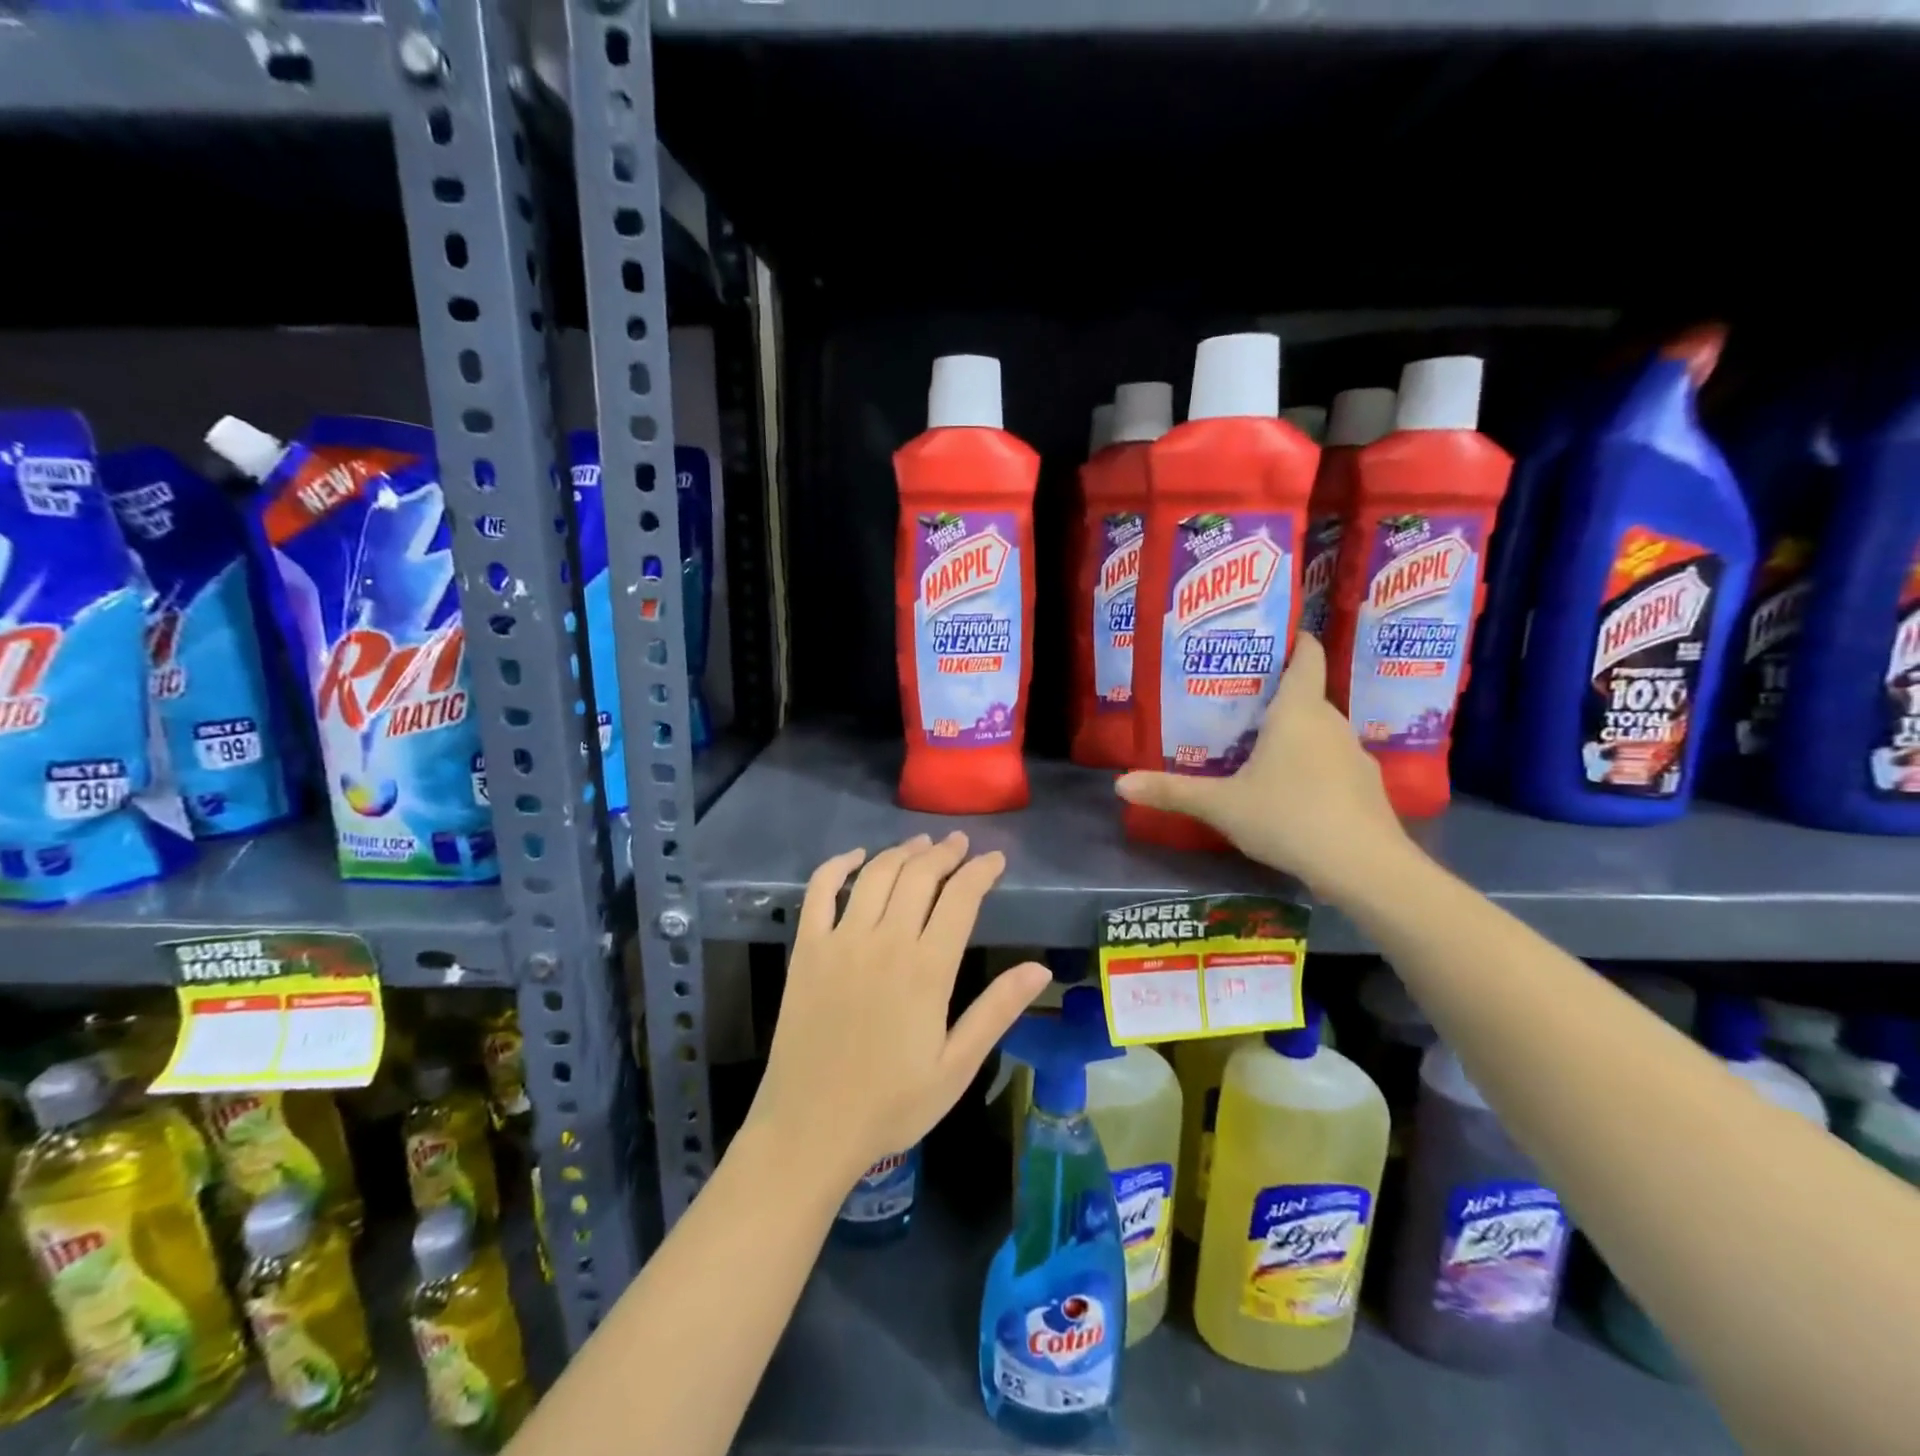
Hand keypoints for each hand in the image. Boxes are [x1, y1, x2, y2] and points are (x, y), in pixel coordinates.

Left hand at [747, 833, 1050, 1183]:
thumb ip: (996, 1010)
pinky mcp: (806, 949)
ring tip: (922, 844)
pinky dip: (838, 866)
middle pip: (918, 875)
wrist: (810, 1129)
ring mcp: (840, 941)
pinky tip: (856, 857)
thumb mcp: (957, 1066)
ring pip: (876, 875)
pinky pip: (819, 891)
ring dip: (902, 851)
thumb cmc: (891, 1104)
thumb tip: (1040, 968)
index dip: (981, 871)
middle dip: (945, 853)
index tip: (995, 859)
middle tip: (960, 844)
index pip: (960, 898)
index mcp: (926, 969)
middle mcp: (884, 941)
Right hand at [1114, 633, 1412, 900]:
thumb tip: (1119, 785)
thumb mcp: (1221, 805)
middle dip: (1275, 696)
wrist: (1364, 868)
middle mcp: (1332, 723)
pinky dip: (1313, 767)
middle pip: (1307, 696)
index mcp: (1298, 711)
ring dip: (1294, 735)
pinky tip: (1292, 794)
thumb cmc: (1288, 817)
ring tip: (1258, 749)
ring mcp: (1355, 756)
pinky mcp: (1368, 788)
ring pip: (1321, 732)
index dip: (1293, 640)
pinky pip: (1334, 763)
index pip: (1307, 656)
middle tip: (1236, 705)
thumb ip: (1172, 792)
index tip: (1269, 637)